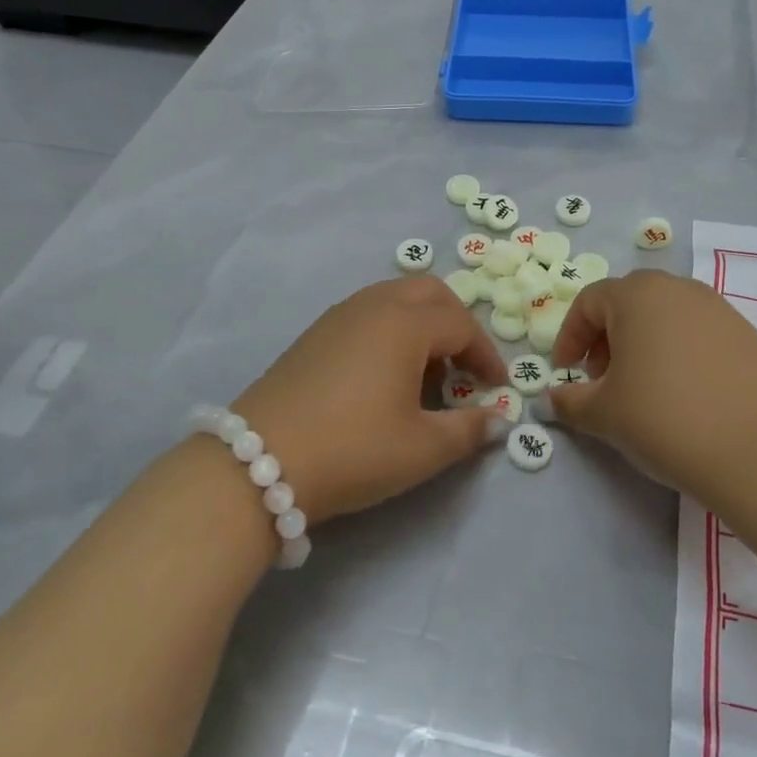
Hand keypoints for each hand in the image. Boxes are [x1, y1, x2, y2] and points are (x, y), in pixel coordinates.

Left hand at [231, 276, 510, 522]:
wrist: (258, 463)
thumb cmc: (354, 450)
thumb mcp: (423, 449)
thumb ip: (469, 430)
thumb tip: (497, 420)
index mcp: (405, 324)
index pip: (462, 325)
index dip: (486, 355)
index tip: (496, 388)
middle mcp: (373, 306)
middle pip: (429, 293)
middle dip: (457, 323)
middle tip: (465, 365)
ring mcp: (338, 317)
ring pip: (395, 300)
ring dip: (422, 326)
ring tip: (427, 374)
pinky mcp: (313, 335)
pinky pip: (367, 315)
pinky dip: (391, 332)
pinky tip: (385, 377)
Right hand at [546, 270, 756, 498]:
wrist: (755, 451)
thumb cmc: (664, 419)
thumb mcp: (603, 414)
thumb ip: (569, 400)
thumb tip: (553, 398)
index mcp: (637, 295)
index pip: (589, 302)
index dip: (570, 336)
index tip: (565, 370)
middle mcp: (678, 289)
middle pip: (628, 302)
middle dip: (606, 336)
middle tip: (600, 377)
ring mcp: (718, 309)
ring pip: (665, 315)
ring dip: (642, 342)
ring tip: (641, 386)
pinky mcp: (746, 334)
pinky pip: (697, 332)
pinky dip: (678, 351)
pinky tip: (682, 392)